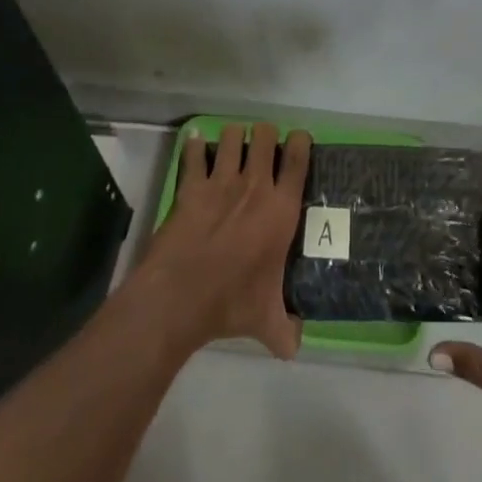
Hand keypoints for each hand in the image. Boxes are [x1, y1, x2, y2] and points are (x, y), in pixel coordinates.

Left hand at [133, 122, 310, 359]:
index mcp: (281, 209)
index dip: (301, 141)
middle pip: (265, 136)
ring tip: (232, 145)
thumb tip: (295, 347)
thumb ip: (285, 330)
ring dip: (234, 136)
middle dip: (265, 134)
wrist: (180, 298)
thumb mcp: (265, 321)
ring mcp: (221, 182)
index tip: (298, 140)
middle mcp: (255, 186)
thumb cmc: (230, 302)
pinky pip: (194, 154)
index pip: (299, 159)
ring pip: (232, 136)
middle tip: (262, 146)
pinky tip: (196, 144)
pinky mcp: (191, 187)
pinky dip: (195, 146)